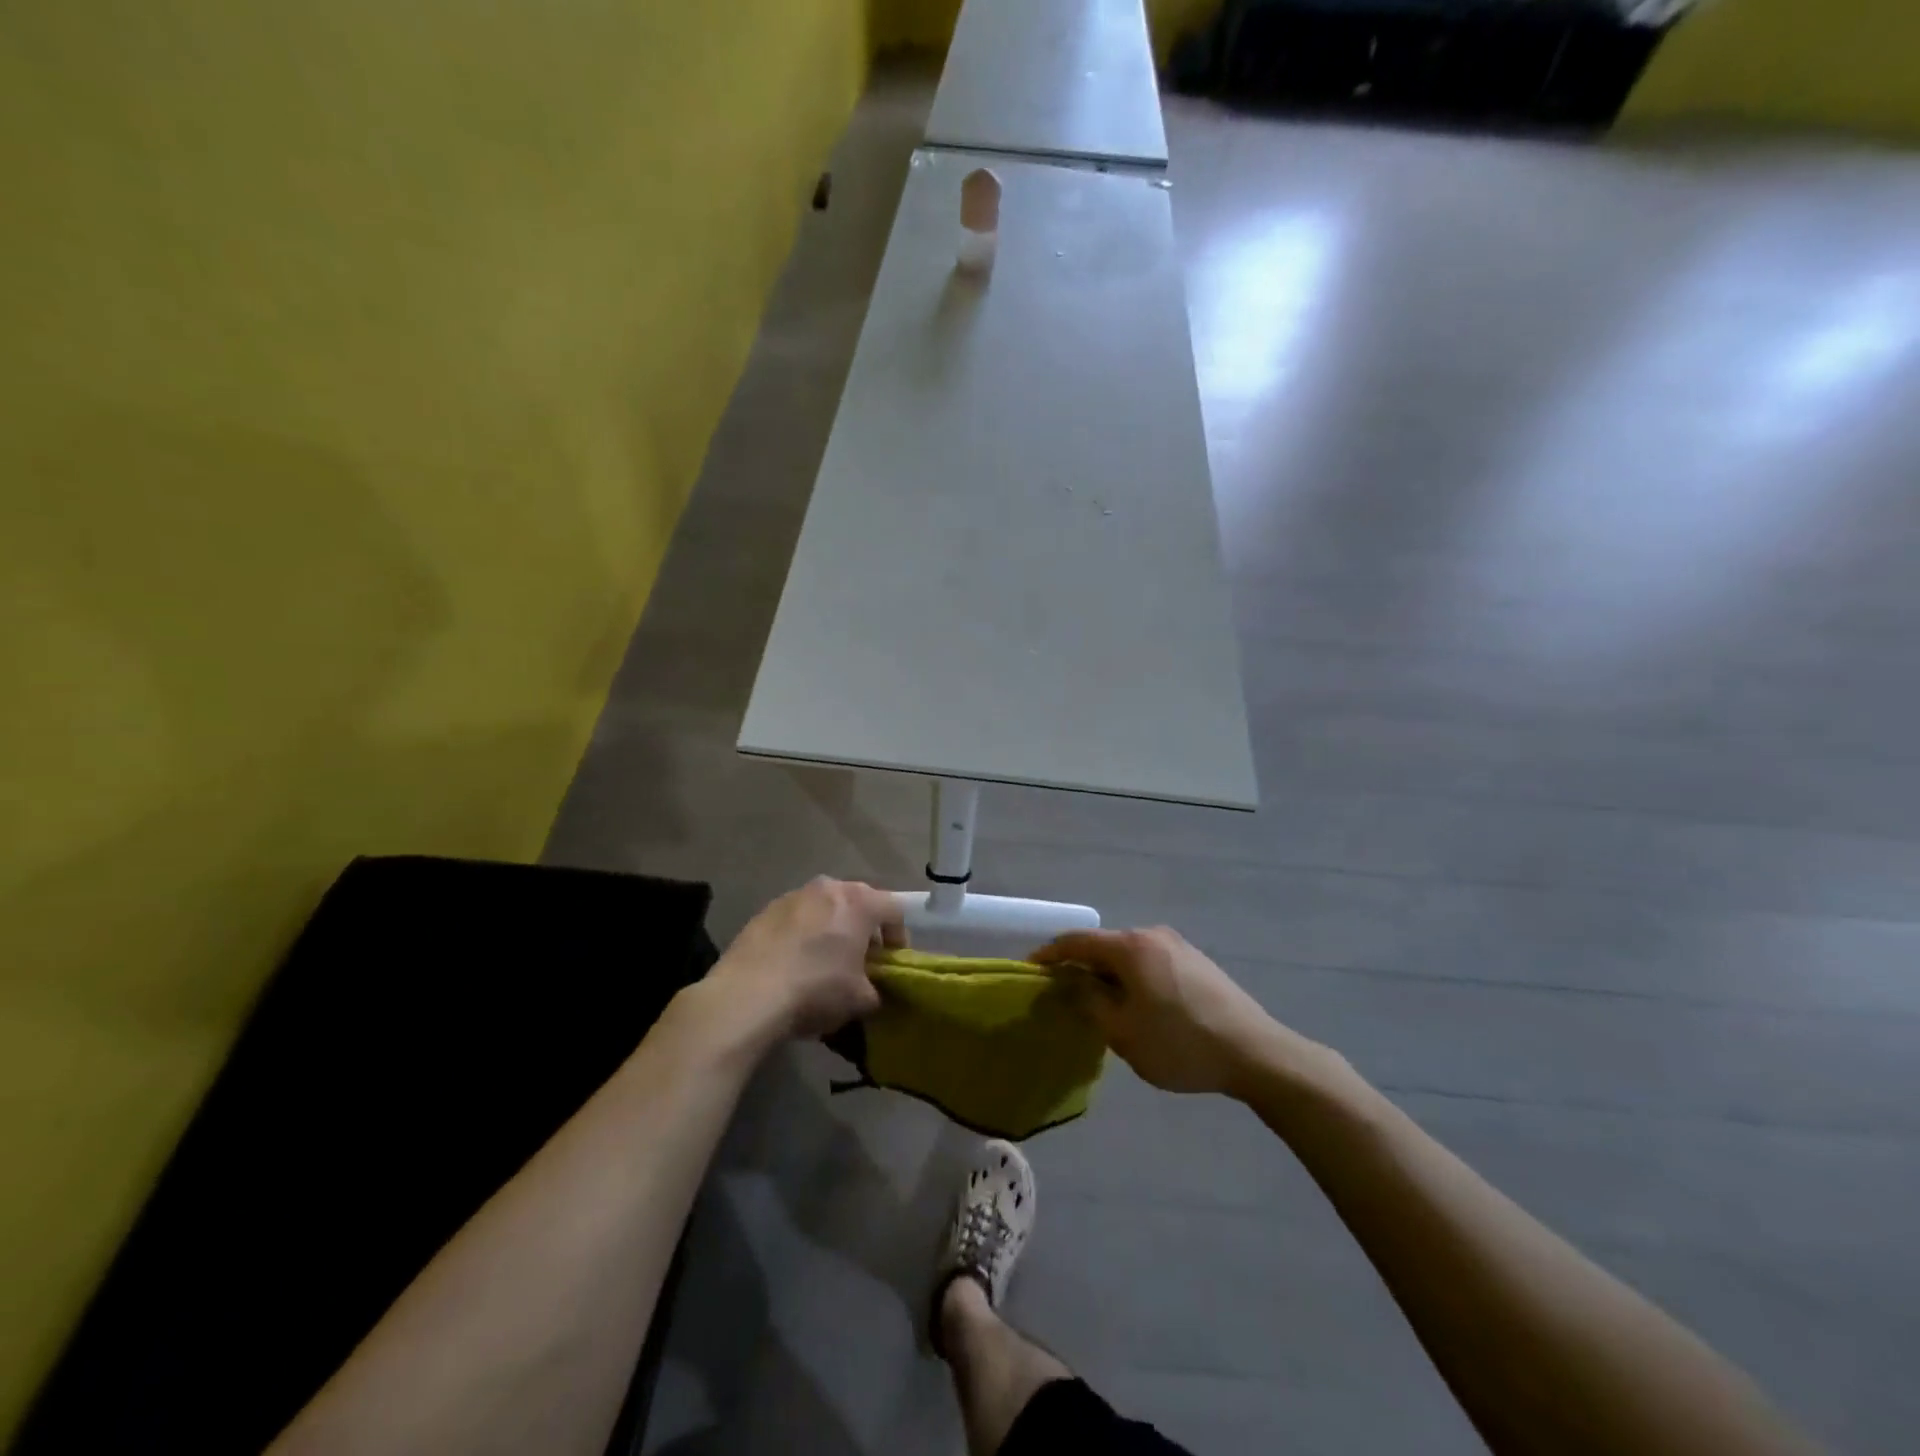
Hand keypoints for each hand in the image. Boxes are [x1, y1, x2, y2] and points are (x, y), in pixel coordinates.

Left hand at [707, 877, 902, 1042]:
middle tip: (861, 960)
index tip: (891, 961)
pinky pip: (795, 919)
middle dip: (863, 929)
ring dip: (831, 929)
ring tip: (824, 962)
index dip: (899, 936)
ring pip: (824, 908)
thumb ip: (875, 990)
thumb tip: (870, 991)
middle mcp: (828, 888)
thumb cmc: (816, 990)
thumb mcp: (860, 1000)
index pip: (894, 909)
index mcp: (860, 902)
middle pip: (858, 903)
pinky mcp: (764, 911)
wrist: (747, 996)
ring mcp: (792, 896)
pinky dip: (801, 936)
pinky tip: (793, 965)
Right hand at [1032, 926, 1296, 1095]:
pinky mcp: (1197, 962)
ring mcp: (1179, 946)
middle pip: (1103, 946)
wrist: (1256, 1053)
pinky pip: (1150, 963)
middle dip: (1080, 968)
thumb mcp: (1123, 1032)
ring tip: (1100, 1006)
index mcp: (1130, 946)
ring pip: (1128, 956)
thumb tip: (1071, 983)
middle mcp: (1152, 935)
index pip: (1076, 941)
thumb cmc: (1180, 1043)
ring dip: (1109, 976)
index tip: (1029, 971)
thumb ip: (1089, 1002)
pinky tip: (1138, 1007)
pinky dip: (1133, 979)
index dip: (1049, 955)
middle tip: (1063, 996)